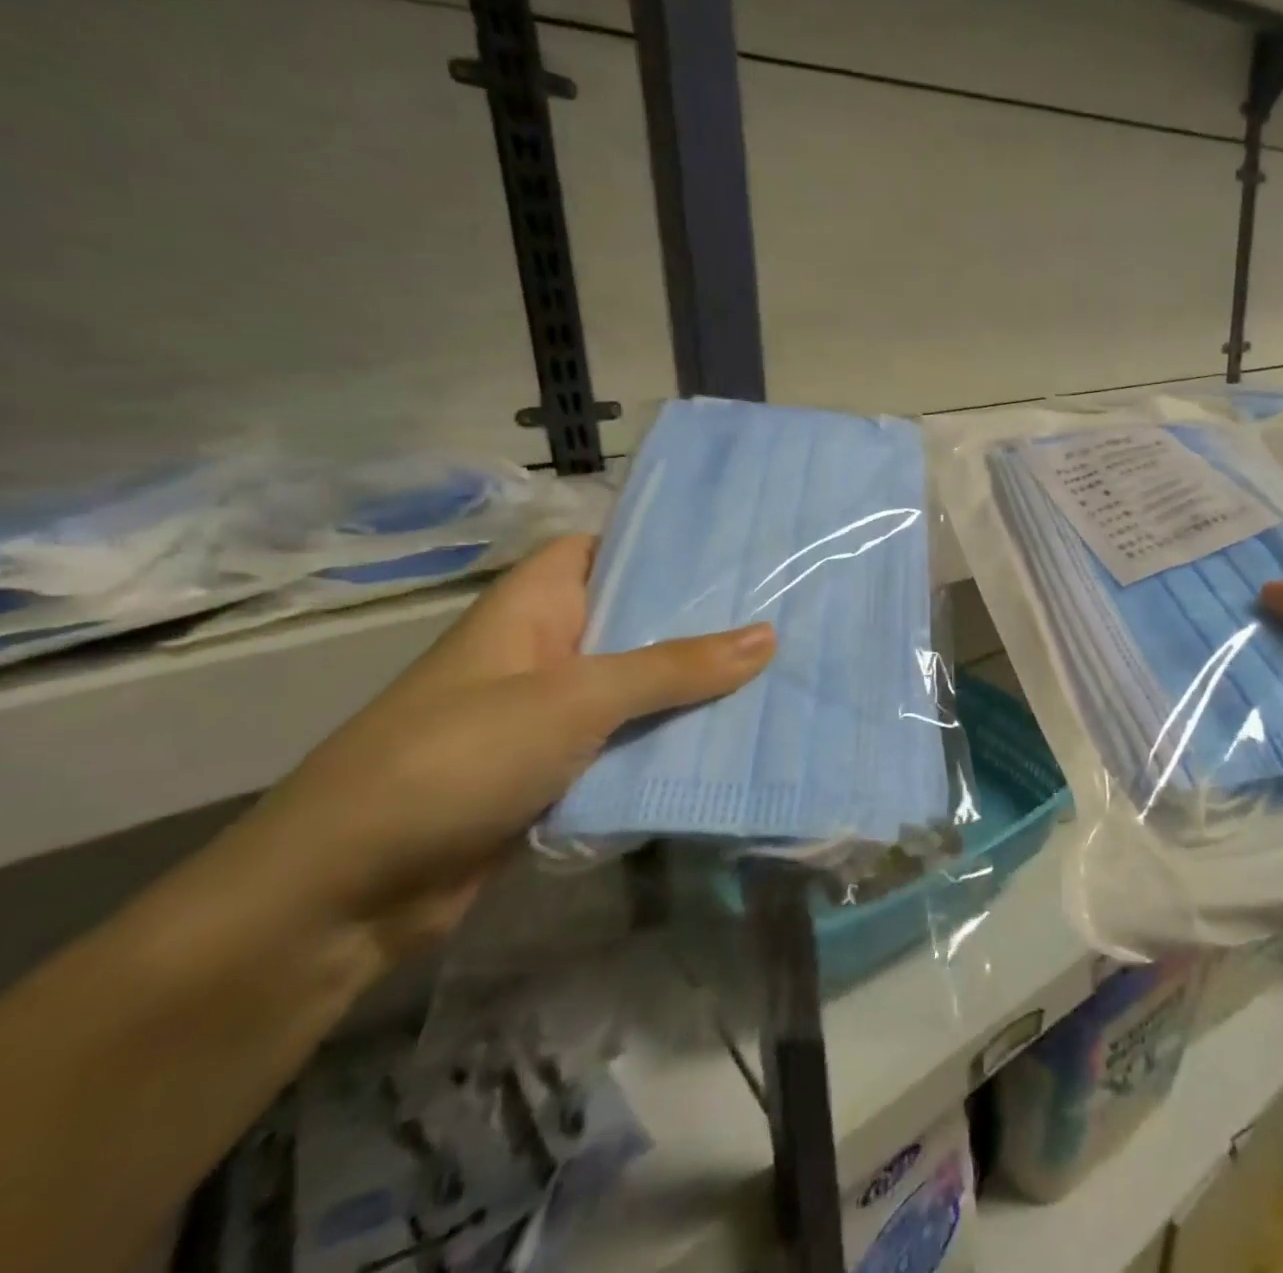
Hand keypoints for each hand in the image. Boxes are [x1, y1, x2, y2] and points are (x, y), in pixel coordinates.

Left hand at [237, 535, 774, 956]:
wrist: (346, 893)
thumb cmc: (458, 758)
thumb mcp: (576, 699)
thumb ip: (675, 668)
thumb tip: (768, 636)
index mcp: (534, 608)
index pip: (605, 550)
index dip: (664, 545)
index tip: (736, 548)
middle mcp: (545, 651)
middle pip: (633, 622)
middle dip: (701, 622)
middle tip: (781, 611)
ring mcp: (549, 715)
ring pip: (637, 688)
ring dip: (694, 689)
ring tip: (778, 672)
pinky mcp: (557, 772)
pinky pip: (628, 744)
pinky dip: (671, 743)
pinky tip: (733, 740)